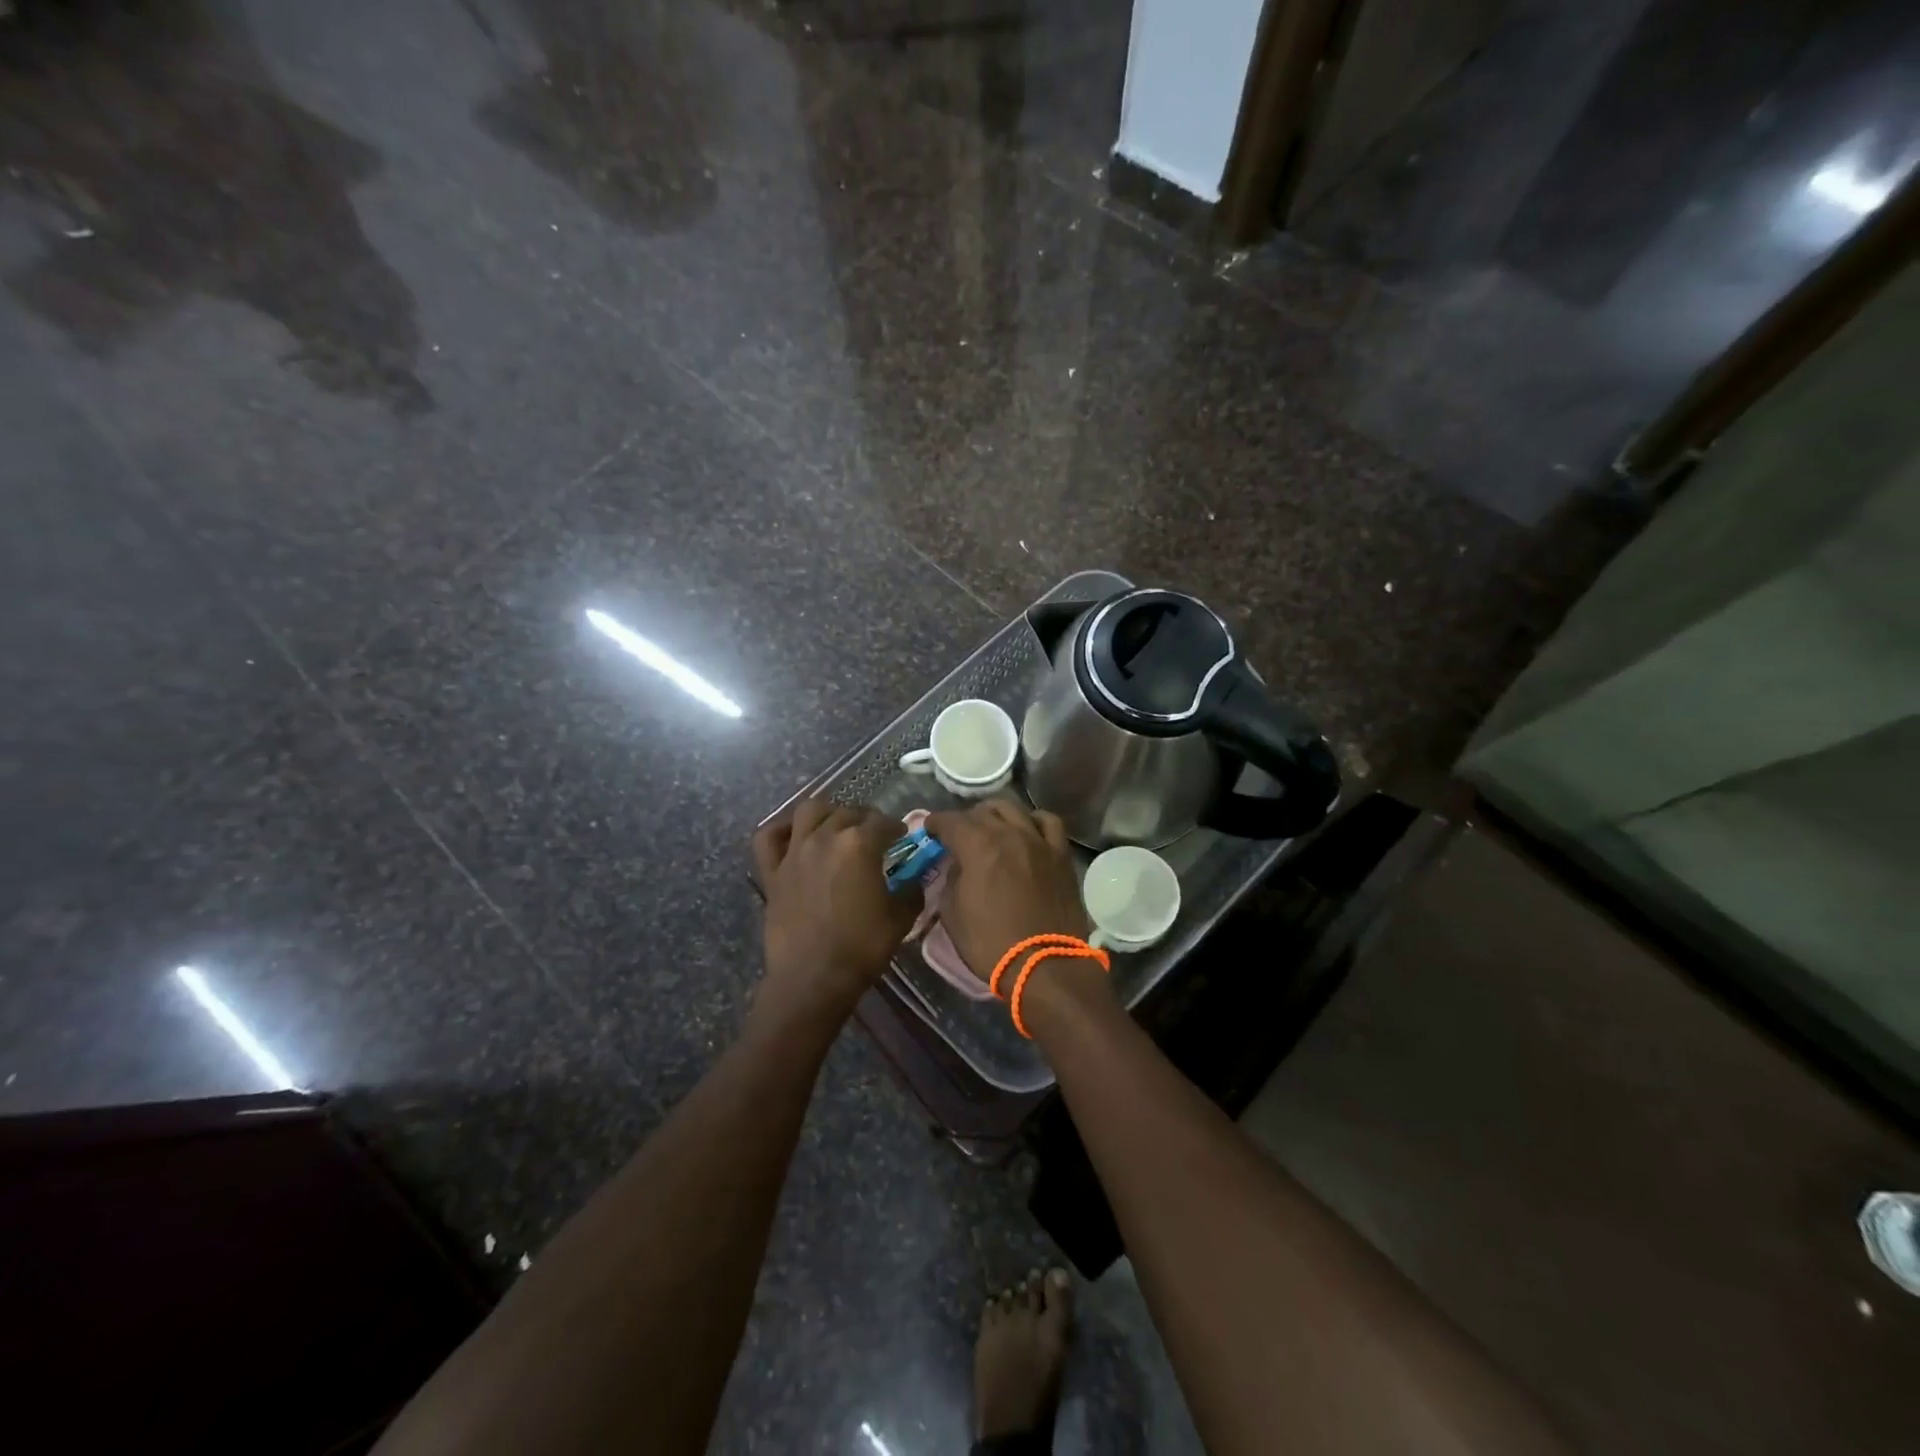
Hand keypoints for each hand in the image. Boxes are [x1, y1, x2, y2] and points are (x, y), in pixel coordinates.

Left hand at [751, 799, 920, 1029]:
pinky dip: (781, 830)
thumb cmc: (861, 947)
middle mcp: (825, 837)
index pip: (883, 823)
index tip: (902, 838)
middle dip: (866, 819)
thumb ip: (911, 890)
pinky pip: (769, 837)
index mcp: (859, 844)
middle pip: (849, 813)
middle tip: (874, 835)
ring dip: (828, 813)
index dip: (896, 828)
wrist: (813, 978)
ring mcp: (794, 852)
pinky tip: (794, 835)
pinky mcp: (772, 871)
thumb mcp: (900, 918)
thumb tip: (914, 879)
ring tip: (836, 827)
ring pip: (809, 811)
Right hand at [923, 802, 1091, 987]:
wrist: (1045, 965)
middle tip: (958, 836)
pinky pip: (1049, 822)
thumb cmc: (991, 943)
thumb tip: (957, 865)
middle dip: (965, 819)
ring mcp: (1039, 840)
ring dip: (996, 814)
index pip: (949, 820)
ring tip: (992, 827)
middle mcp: (1009, 833)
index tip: (929, 830)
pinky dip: (1034, 821)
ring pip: (1014, 808)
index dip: (934, 823)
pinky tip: (1028, 831)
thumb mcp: (952, 913)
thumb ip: (951, 880)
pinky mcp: (1061, 854)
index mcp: (977, 845)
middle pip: (982, 811)